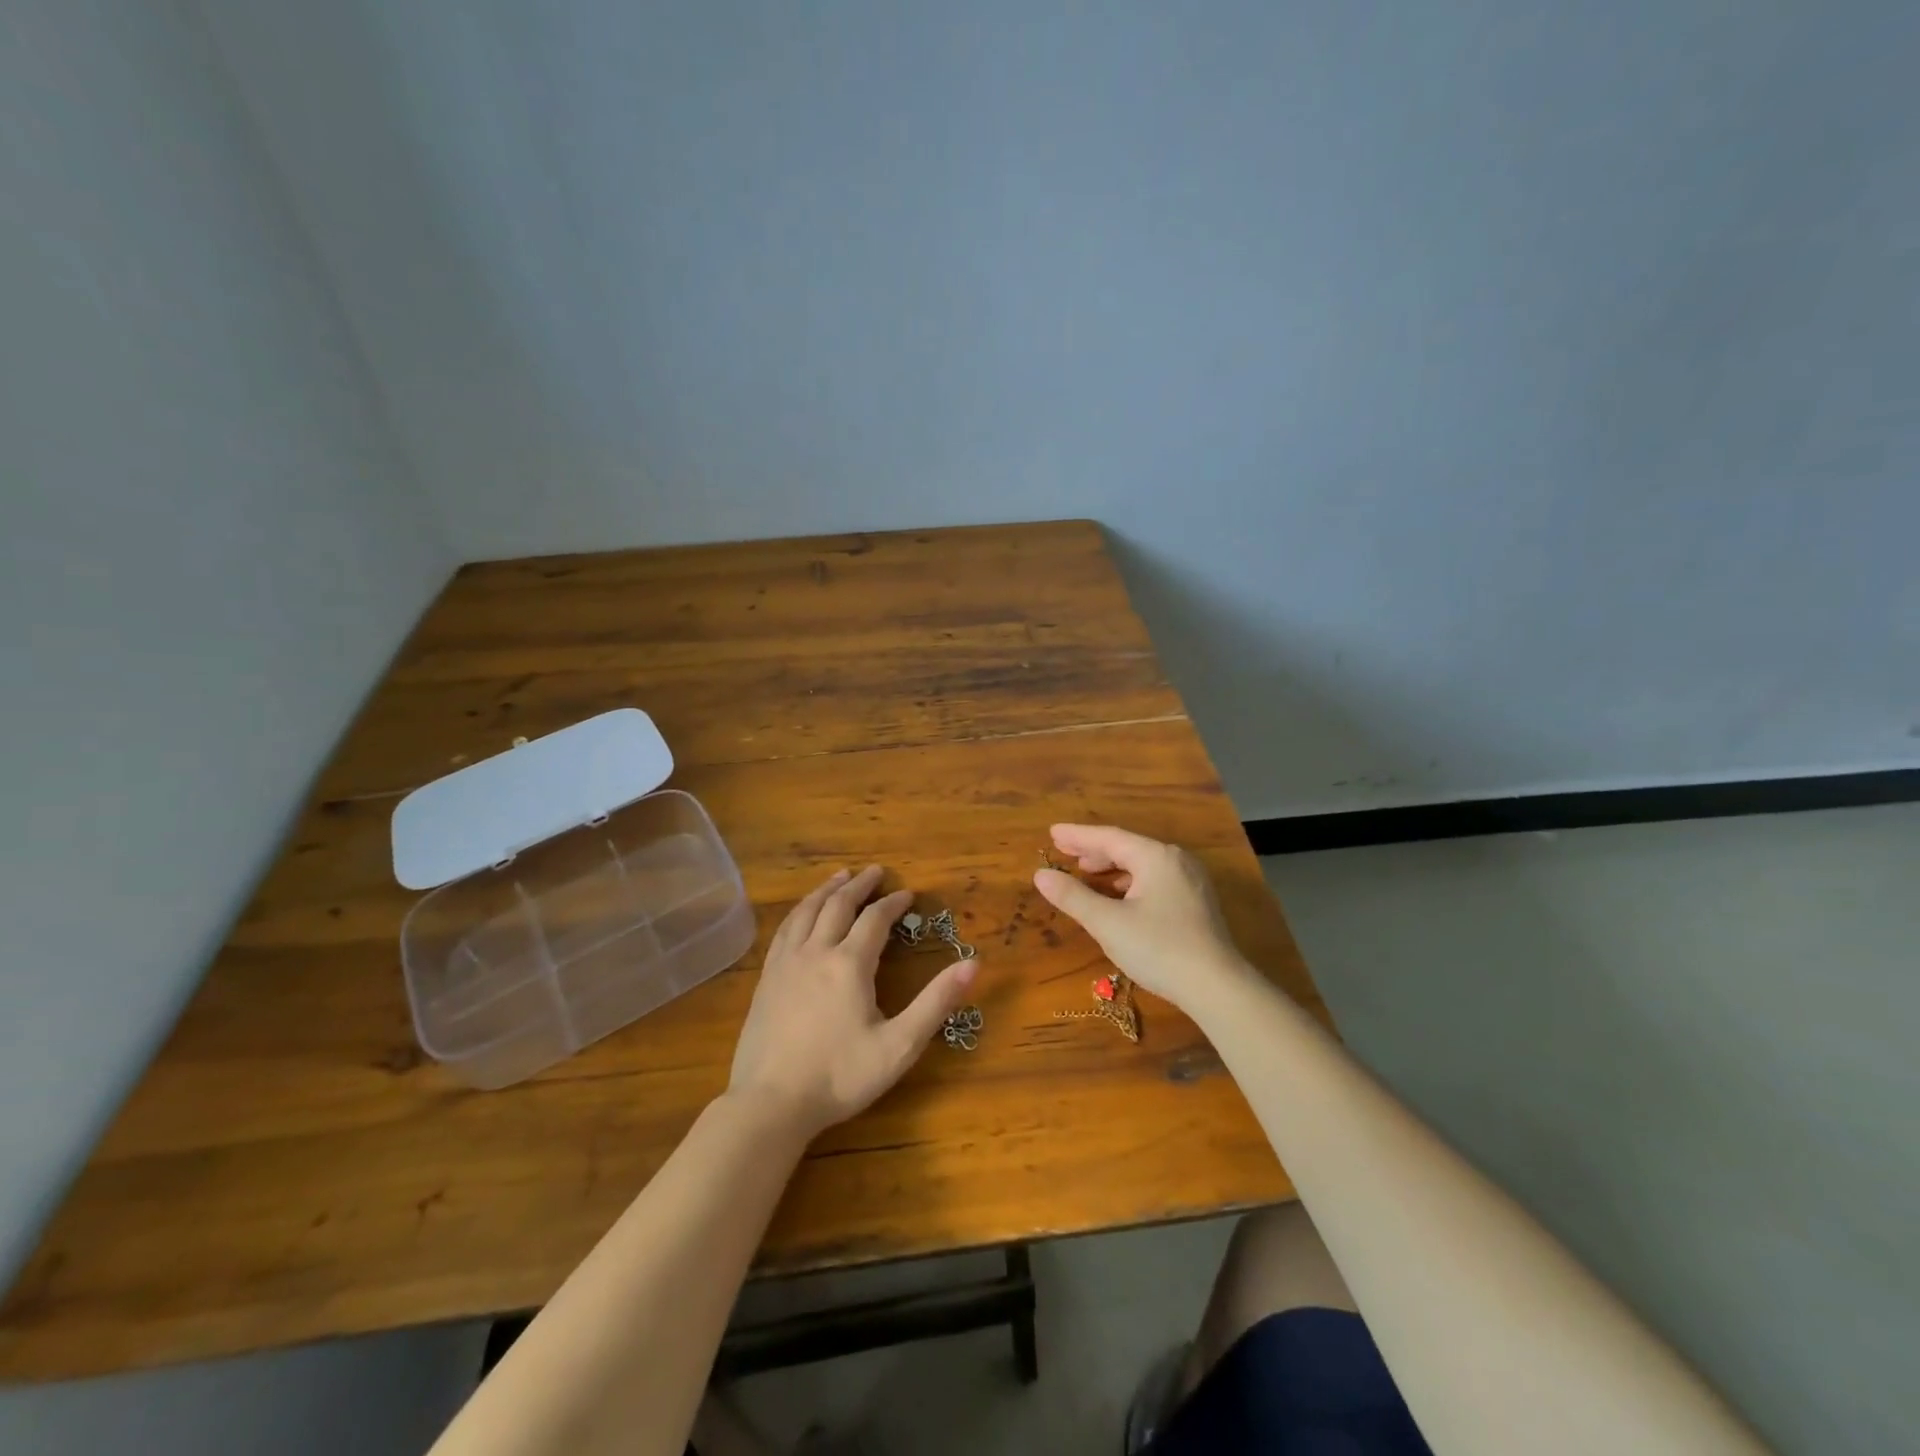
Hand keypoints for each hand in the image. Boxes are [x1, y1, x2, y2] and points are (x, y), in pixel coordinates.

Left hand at [728, 866, 976, 1139]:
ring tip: (839, 877)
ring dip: (826, 890)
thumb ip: (936, 1003)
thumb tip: (973, 964)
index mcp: (850, 964)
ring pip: (806, 911)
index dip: (893, 903)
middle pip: (838, 905)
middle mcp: (816, 952)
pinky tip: (802, 914)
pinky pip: (784, 930)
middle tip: (874, 871)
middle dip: (859, 886)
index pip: (875, 920)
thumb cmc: (840, 1077)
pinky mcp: (766, 979)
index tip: (907, 893)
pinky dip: (800, 911)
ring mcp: (785, 964)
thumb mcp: (899, 1045)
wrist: (770, 1104)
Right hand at [1032, 824, 1250, 1008]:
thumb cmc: (1159, 948)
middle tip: (1064, 853)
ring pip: (1143, 864)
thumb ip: (1073, 896)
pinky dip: (1130, 882)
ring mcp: (1191, 880)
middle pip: (1127, 847)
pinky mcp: (1197, 901)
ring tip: (1086, 873)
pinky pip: (1155, 879)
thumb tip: (1040, 875)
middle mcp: (1176, 860)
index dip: (1078, 836)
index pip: (1109, 837)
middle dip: (1094, 850)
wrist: (1217, 987)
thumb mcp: (1108, 923)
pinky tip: (1119, 897)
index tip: (1052, 833)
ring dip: (1112, 867)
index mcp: (1155, 856)